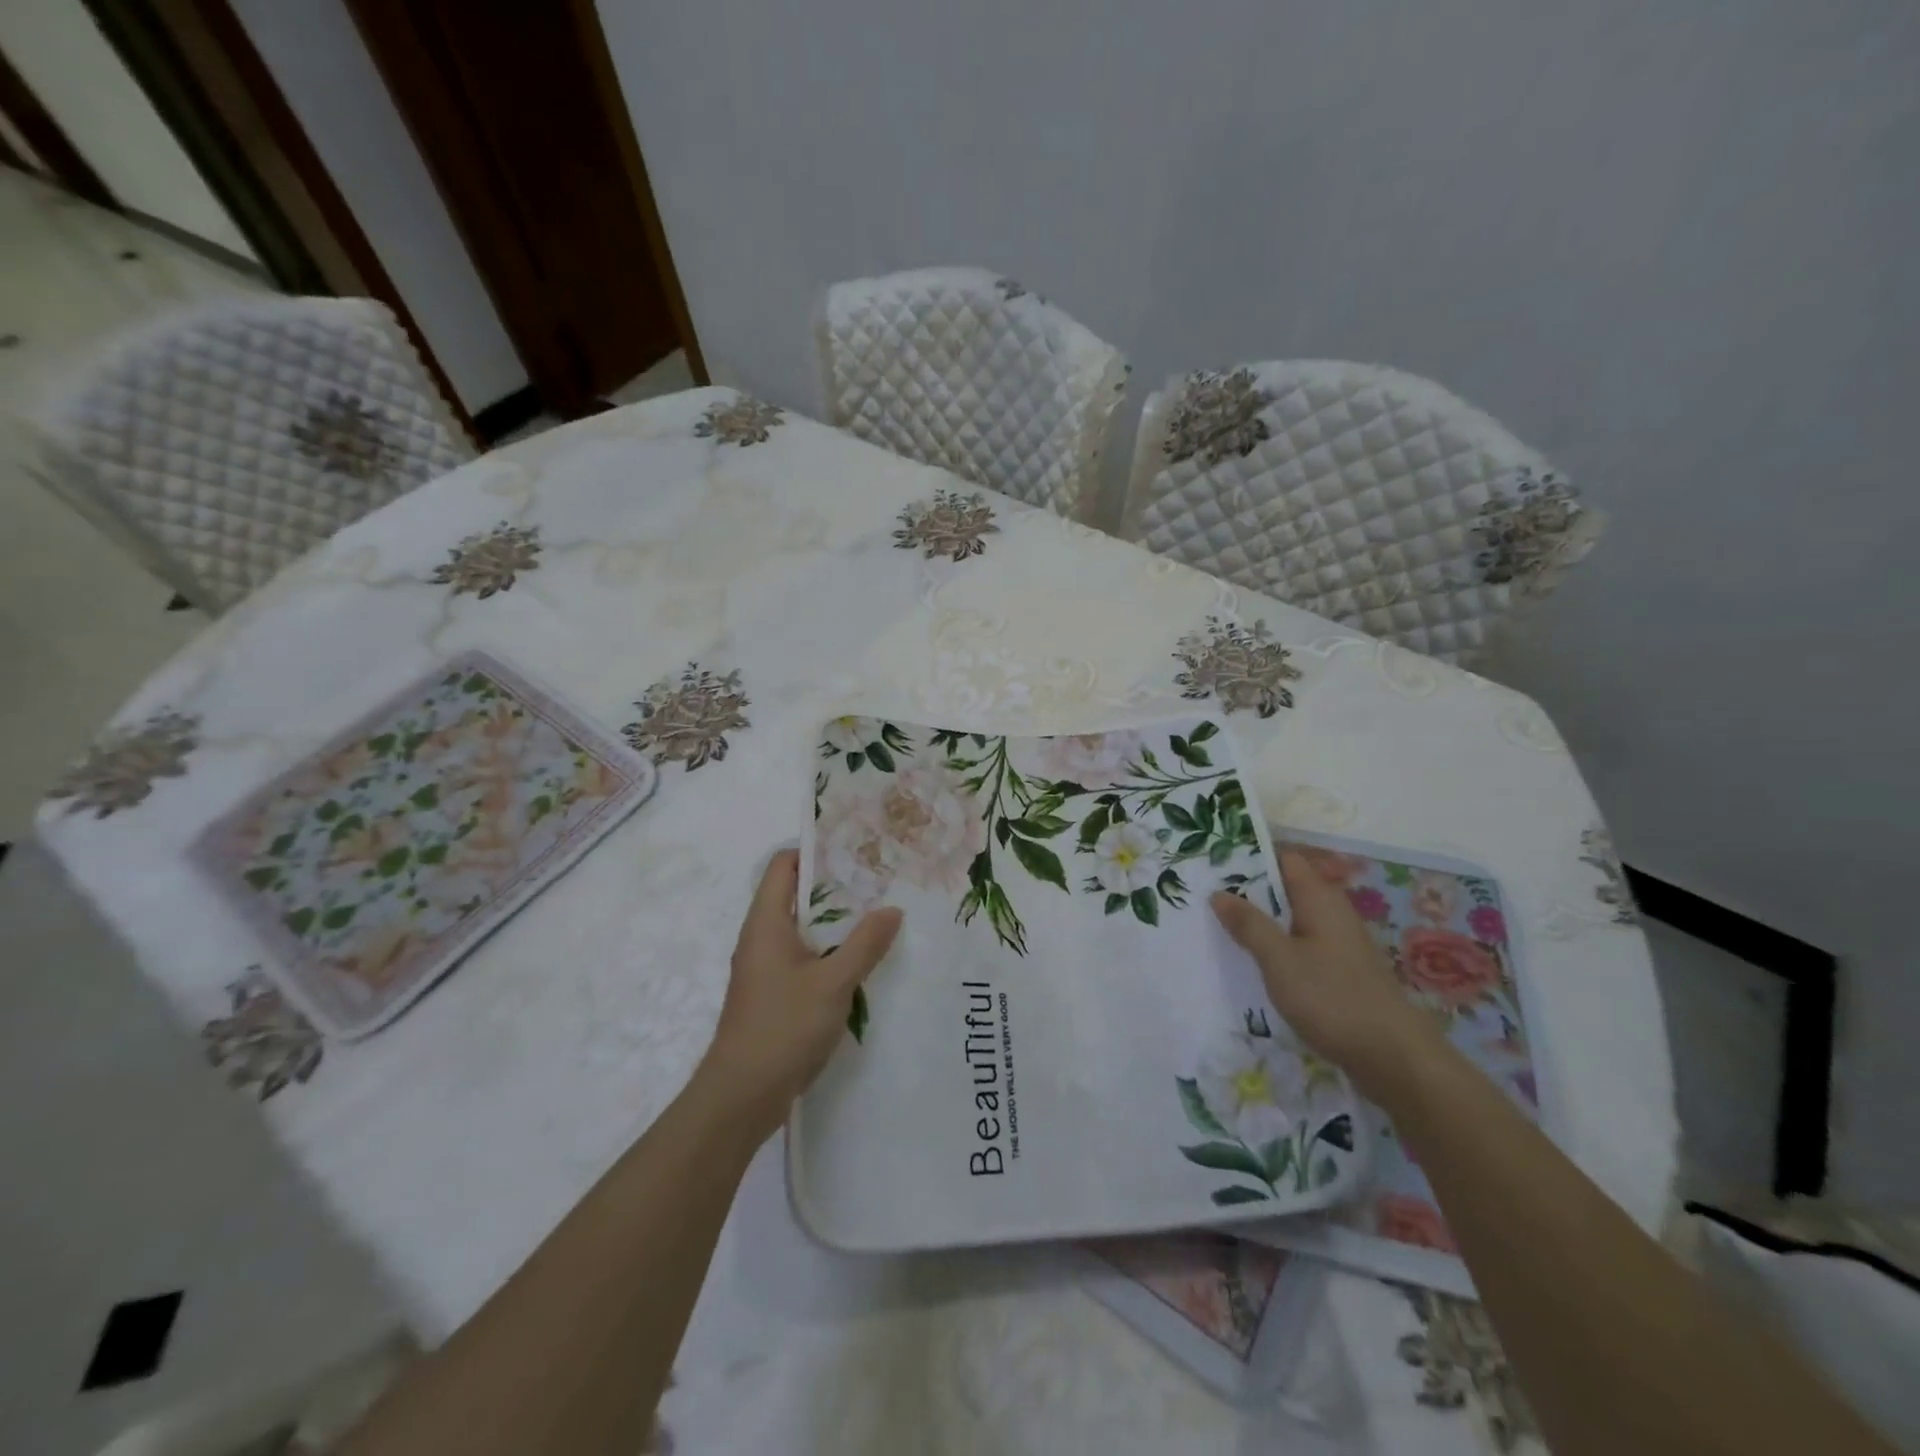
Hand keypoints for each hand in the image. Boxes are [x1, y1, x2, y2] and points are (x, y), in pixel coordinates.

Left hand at [696, 850, 901, 1138]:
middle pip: (794, 895)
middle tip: (877, 880)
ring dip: (834, 921)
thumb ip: (865, 944)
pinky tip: (859, 959)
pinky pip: (802, 957)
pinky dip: (828, 950)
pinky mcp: (773, 993)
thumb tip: (892, 909)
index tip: (854, 849)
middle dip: (834, 886)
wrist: (742, 1096)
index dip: (814, 851)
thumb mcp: (834, 983)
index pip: (783, 865)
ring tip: (876, 914)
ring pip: (801, 929)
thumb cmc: (783, 1027)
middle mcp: (761, 938)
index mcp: (766, 923)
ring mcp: (765, 967)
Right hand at [1211, 849, 1442, 1099]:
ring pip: (1291, 919)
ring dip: (1260, 921)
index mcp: (1319, 898)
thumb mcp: (1279, 959)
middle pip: (1285, 888)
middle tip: (1205, 894)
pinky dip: (1276, 946)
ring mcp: (1338, 942)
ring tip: (1219, 926)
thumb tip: (1220, 893)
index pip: (1284, 859)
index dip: (1250, 856)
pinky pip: (1300, 944)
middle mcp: (1331, 912)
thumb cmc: (1331, 998)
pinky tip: (1252, 961)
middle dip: (1248, 890)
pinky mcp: (1339, 970)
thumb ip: (1249, 924)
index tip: (1213, 861)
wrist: (1392, 1056)